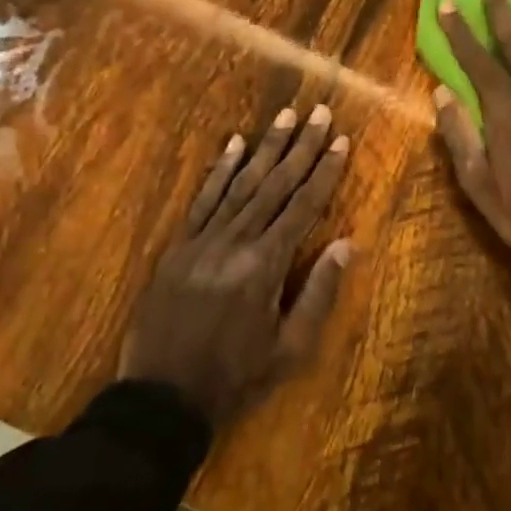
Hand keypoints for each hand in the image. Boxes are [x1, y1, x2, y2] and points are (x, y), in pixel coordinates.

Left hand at [120, 105, 351, 426]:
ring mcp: (202, 240)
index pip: (303, 207)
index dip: (324, 172)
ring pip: (240, 183)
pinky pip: (203, 199)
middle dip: (300, 146)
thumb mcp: (291, 349)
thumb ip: (319, 293)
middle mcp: (235, 242)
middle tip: (318, 111)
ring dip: (265, 147)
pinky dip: (220, 170)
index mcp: (265, 266)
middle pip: (274, 185)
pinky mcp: (178, 246)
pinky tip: (234, 143)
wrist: (161, 398)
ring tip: (285, 116)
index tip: (341, 140)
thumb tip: (349, 244)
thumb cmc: (236, 378)